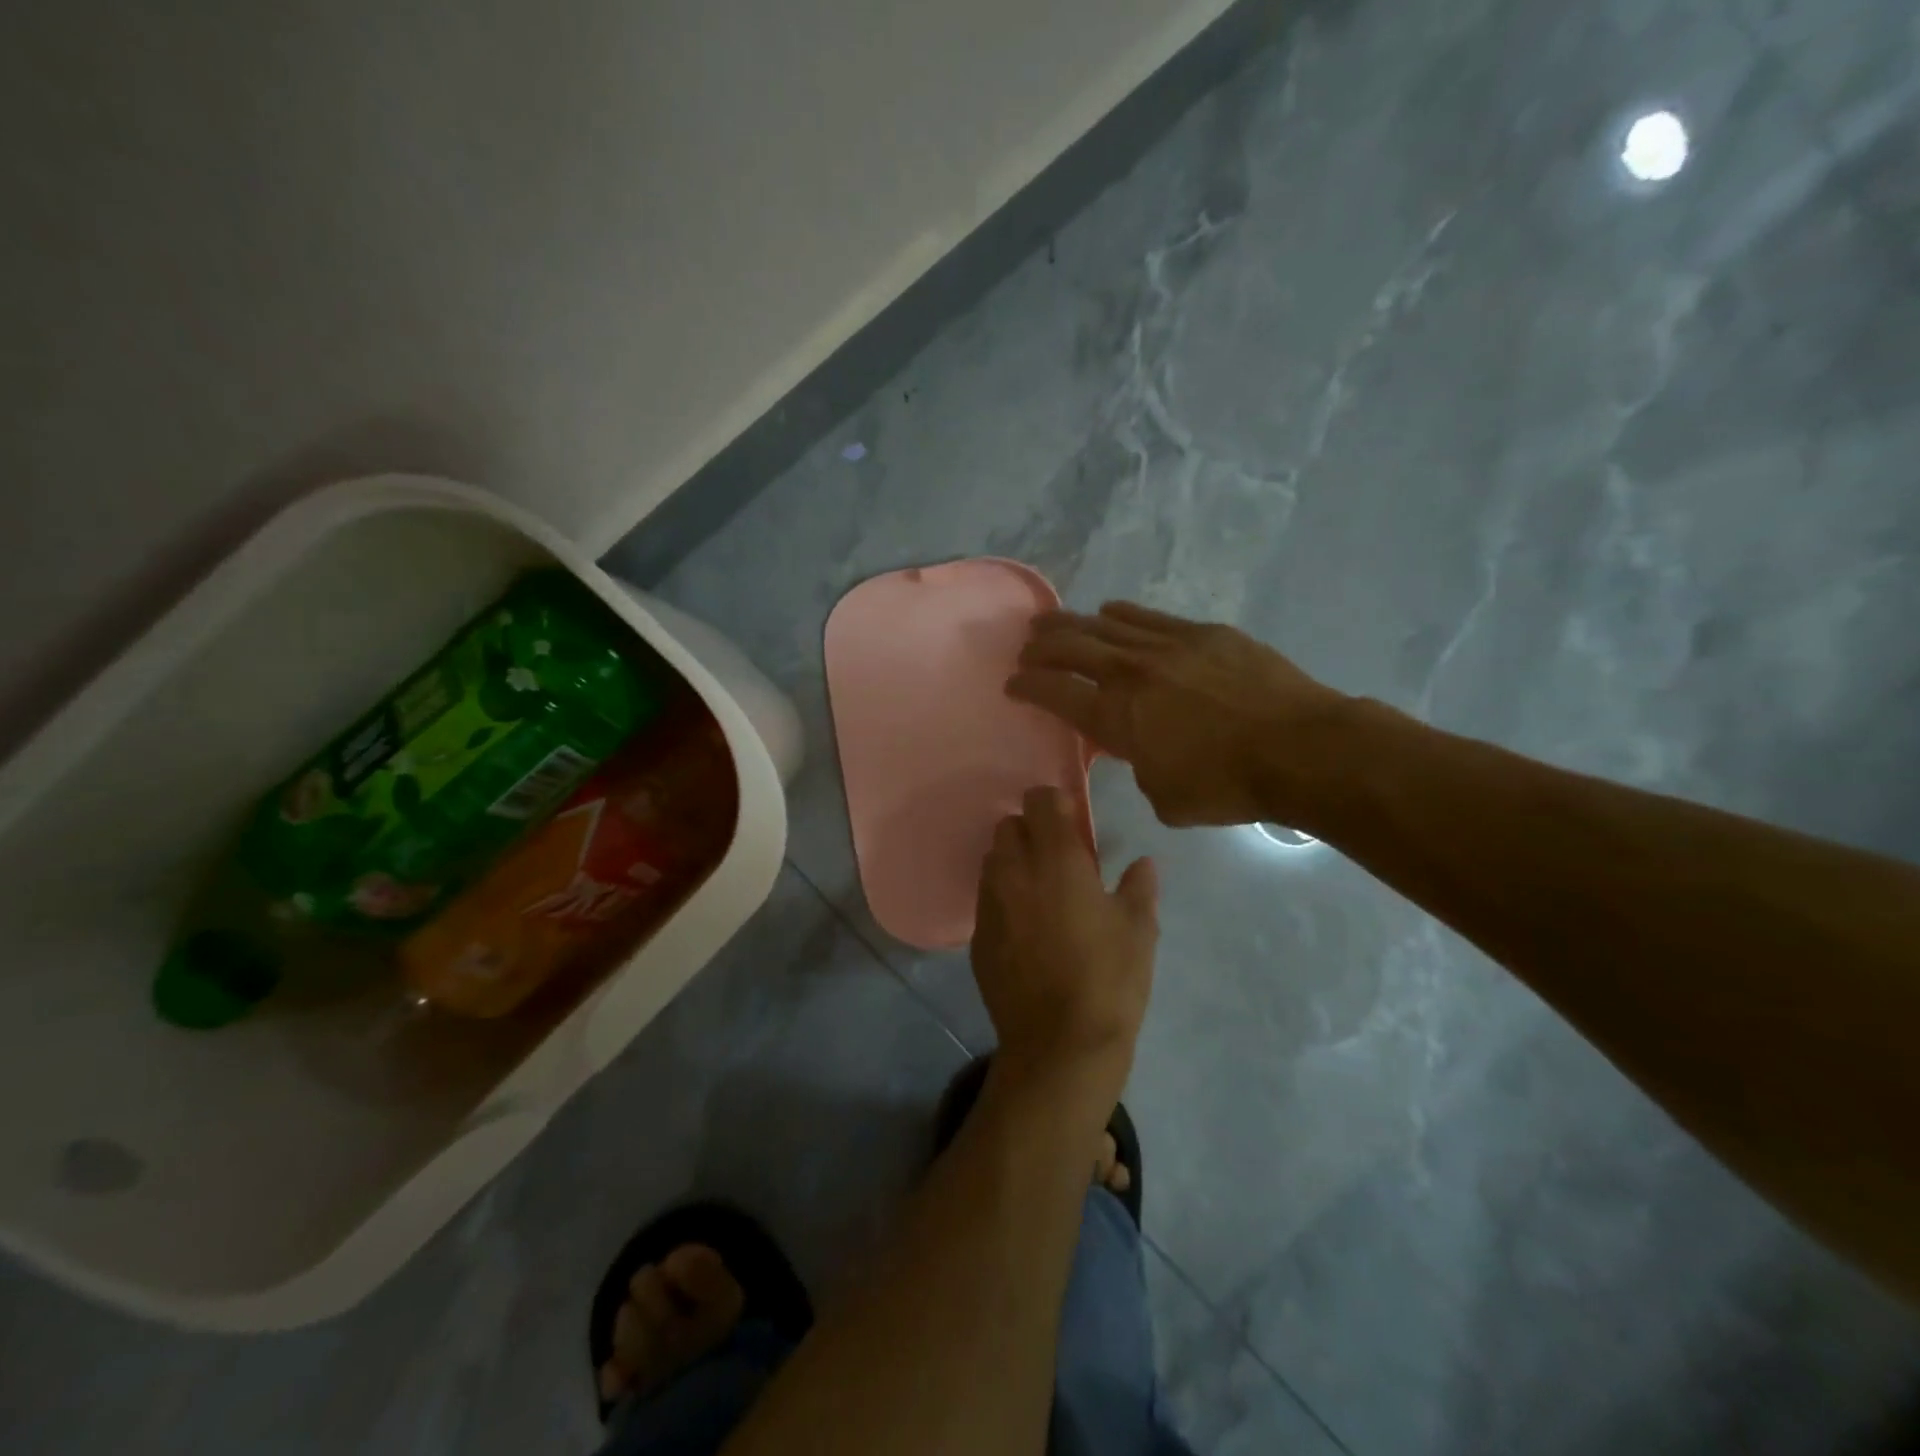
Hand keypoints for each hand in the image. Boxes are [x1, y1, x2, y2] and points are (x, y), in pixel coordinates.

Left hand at [971, 787, 1158, 1090]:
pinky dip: (1003, 898)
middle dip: (1030, 831)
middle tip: (1058, 858)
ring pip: (993, 861)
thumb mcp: (1138, 931)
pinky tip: (1026, 928)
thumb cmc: (1109, 980)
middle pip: (1007, 826)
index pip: (1040, 801)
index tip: (1073, 822)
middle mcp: (1014, 872)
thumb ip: (1138, 888)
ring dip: (1014, 862)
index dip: (1055, 804)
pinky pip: (986, 899)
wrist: (1060, 1045)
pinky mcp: (977, 936)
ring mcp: (990, 904)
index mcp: (1056, 860)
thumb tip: (1143, 864)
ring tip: (1041, 891)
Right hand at [1008, 601, 1346, 828]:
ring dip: (1072, 623)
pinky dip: (1122, 615)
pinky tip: (1110, 612)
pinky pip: (1148, 617)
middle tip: (1025, 646)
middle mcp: (1131, 673)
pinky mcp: (1203, 633)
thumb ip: (1139, 768)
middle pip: (1071, 648)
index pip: (1054, 693)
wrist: (1299, 748)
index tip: (1011, 684)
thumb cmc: (1228, 785)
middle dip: (1040, 646)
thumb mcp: (1165, 797)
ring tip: (1052, 621)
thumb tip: (1141, 750)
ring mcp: (1167, 646)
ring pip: (1105, 625)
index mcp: (1116, 717)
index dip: (1026, 686)